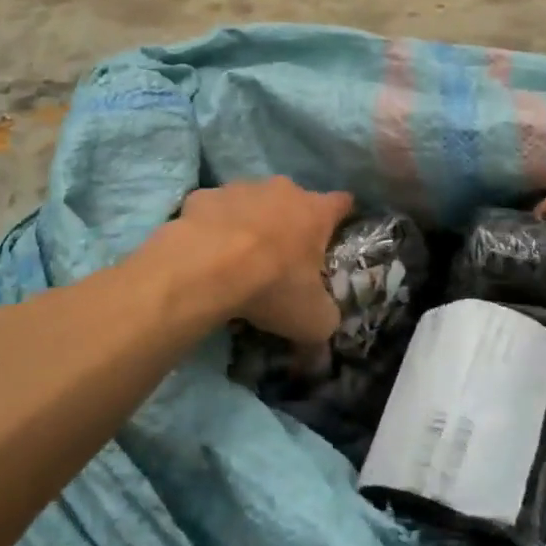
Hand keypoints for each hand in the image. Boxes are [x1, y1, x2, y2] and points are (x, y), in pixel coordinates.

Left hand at [175, 178, 352, 344]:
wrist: (205, 267)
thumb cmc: (272, 286)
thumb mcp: (311, 321)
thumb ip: (323, 329)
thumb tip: (320, 358)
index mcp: (316, 212)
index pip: (342, 203)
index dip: (342, 217)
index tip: (337, 233)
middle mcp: (283, 190)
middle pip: (295, 200)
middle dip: (292, 223)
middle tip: (284, 257)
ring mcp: (240, 188)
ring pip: (252, 201)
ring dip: (251, 222)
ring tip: (239, 257)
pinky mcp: (203, 196)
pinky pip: (213, 210)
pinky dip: (213, 226)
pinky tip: (205, 253)